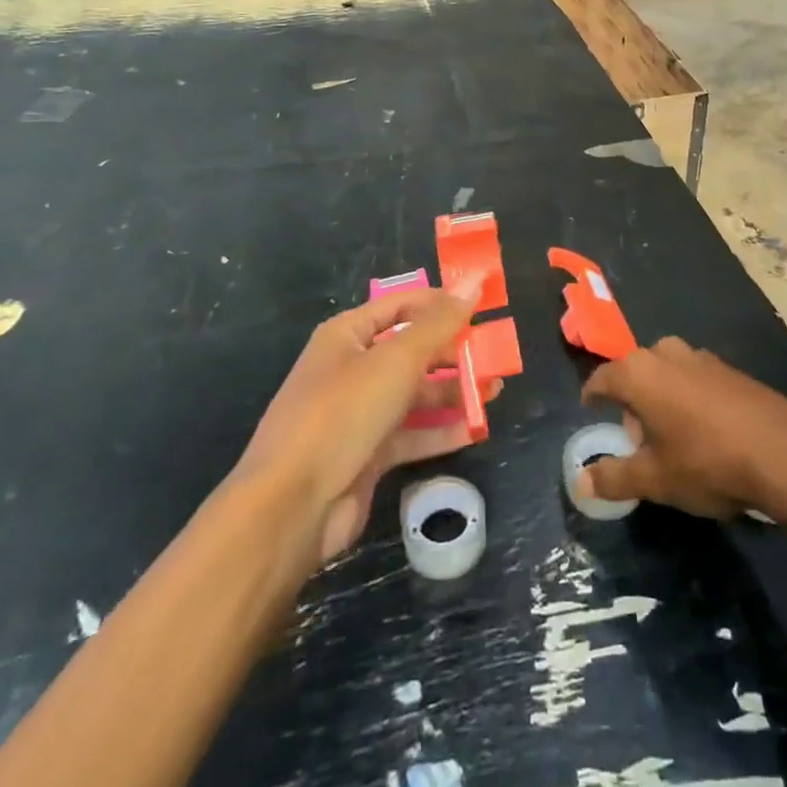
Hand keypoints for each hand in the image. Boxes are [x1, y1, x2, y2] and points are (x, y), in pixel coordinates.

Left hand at [234, 289, 483, 562]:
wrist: (291, 507)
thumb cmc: (342, 414)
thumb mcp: (396, 361)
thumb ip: (440, 324)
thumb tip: (475, 280)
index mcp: (347, 335)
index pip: (401, 305)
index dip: (440, 303)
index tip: (483, 306)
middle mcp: (351, 369)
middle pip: (410, 350)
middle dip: (452, 351)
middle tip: (495, 354)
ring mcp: (358, 414)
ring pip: (414, 394)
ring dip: (453, 391)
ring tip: (495, 389)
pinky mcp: (367, 455)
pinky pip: (412, 434)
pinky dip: (442, 431)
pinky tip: (476, 429)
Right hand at [579, 337, 786, 519]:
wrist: (784, 452)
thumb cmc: (706, 462)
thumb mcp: (655, 479)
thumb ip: (613, 478)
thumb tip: (579, 483)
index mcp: (639, 372)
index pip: (603, 378)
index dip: (594, 397)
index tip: (591, 412)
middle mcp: (666, 352)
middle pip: (636, 374)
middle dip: (632, 403)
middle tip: (637, 440)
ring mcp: (701, 357)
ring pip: (667, 373)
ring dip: (662, 399)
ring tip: (672, 439)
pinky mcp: (730, 369)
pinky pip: (695, 379)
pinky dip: (689, 398)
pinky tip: (705, 433)